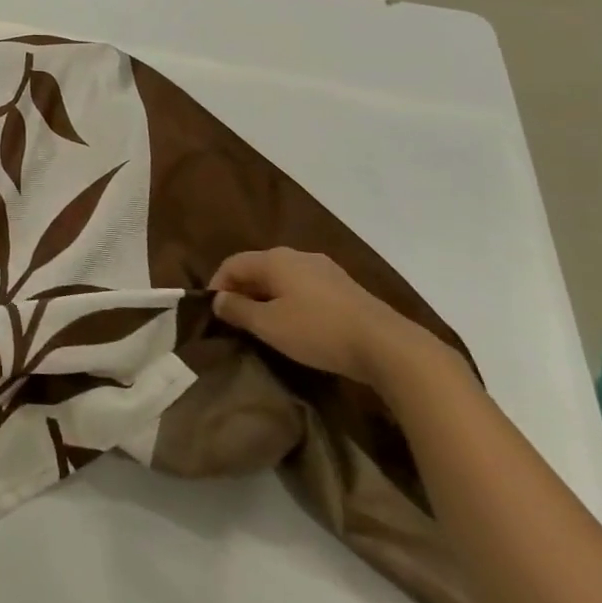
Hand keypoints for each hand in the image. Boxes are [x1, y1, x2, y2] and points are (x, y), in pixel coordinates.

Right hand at [208, 248, 435, 384]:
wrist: (388, 346)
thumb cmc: (318, 331)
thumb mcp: (268, 325)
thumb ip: (238, 309)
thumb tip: (219, 300)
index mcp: (275, 259)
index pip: (232, 264)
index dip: (217, 285)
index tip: (213, 312)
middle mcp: (298, 256)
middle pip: (257, 267)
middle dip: (242, 291)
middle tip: (235, 319)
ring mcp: (325, 269)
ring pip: (282, 278)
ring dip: (266, 297)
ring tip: (263, 323)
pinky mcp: (344, 287)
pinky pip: (303, 287)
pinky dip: (289, 301)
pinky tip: (295, 324)